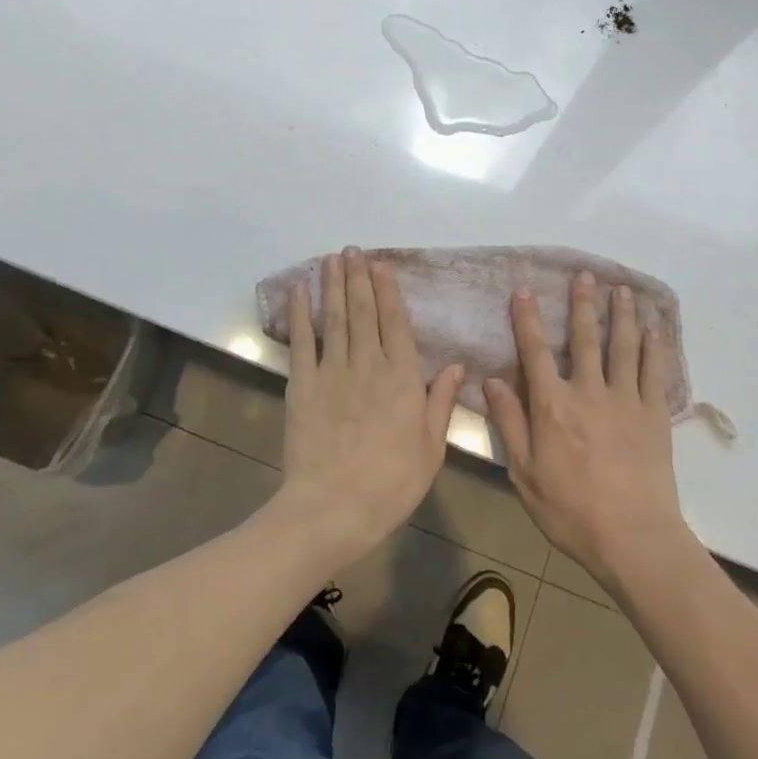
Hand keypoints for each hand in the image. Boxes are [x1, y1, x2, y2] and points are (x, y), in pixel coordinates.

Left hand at [274, 248, 463, 565]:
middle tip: (353, 250)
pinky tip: (299, 291)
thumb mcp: (431, 448)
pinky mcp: (303, 384)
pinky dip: (300, 313)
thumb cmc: (390, 484)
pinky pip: (302, 341)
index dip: (388, 291)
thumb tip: (458, 365)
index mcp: (403, 378)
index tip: (381, 265)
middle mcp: (369, 364)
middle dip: (359, 278)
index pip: (396, 323)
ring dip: (334, 285)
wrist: (333, 508)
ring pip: (336, 318)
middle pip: (364, 312)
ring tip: (332, 258)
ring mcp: (333, 371)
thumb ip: (441, 402)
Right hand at [485, 272, 690, 594]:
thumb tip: (491, 380)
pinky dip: (653, 347)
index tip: (524, 290)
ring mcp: (625, 400)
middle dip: (583, 304)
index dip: (528, 319)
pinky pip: (653, 372)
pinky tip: (653, 330)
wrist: (633, 537)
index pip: (535, 351)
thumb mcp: (525, 472)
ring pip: (622, 347)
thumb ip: (509, 422)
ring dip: (621, 315)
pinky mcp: (654, 414)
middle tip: (585, 274)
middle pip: (584, 339)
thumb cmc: (571, 510)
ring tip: (621, 289)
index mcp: (553, 405)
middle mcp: (588, 391)